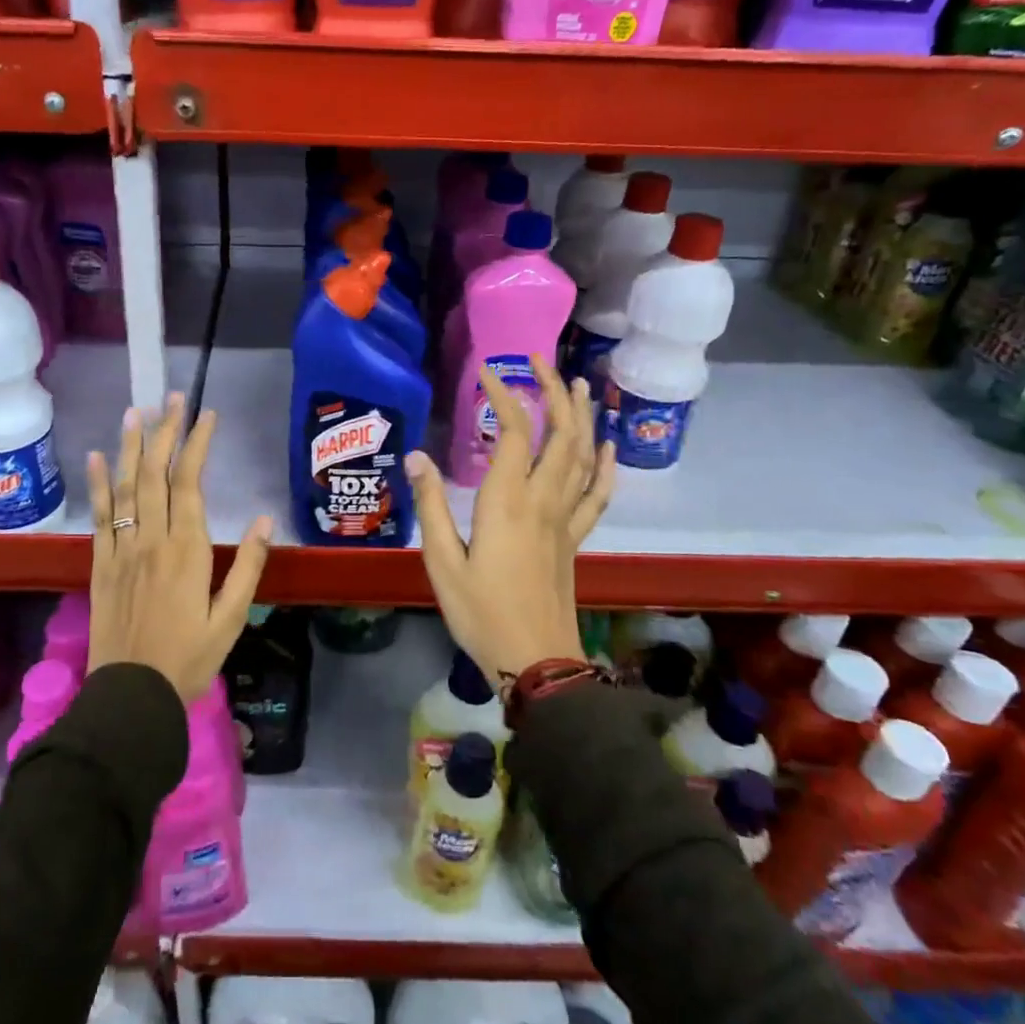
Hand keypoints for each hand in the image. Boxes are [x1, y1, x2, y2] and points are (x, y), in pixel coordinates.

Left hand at [85, 394, 272, 702]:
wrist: (130, 696)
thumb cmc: (188, 660)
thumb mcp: (231, 619)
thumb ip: (247, 566)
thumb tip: (263, 520)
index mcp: (187, 550)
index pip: (190, 483)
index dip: (197, 445)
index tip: (206, 415)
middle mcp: (151, 540)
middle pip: (155, 475)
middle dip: (165, 432)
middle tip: (172, 398)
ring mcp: (121, 550)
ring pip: (125, 487)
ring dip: (130, 447)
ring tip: (136, 412)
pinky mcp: (100, 565)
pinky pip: (98, 517)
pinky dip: (98, 485)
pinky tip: (96, 459)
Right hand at [407, 357, 615, 689]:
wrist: (535, 661)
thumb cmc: (480, 612)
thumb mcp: (441, 561)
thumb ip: (431, 505)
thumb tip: (417, 455)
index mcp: (507, 502)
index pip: (515, 433)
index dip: (504, 396)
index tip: (487, 372)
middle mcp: (543, 501)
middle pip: (560, 435)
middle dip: (554, 392)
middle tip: (541, 362)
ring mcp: (565, 520)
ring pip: (583, 457)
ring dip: (583, 417)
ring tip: (580, 386)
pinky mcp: (575, 539)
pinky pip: (597, 495)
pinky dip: (605, 466)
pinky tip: (607, 446)